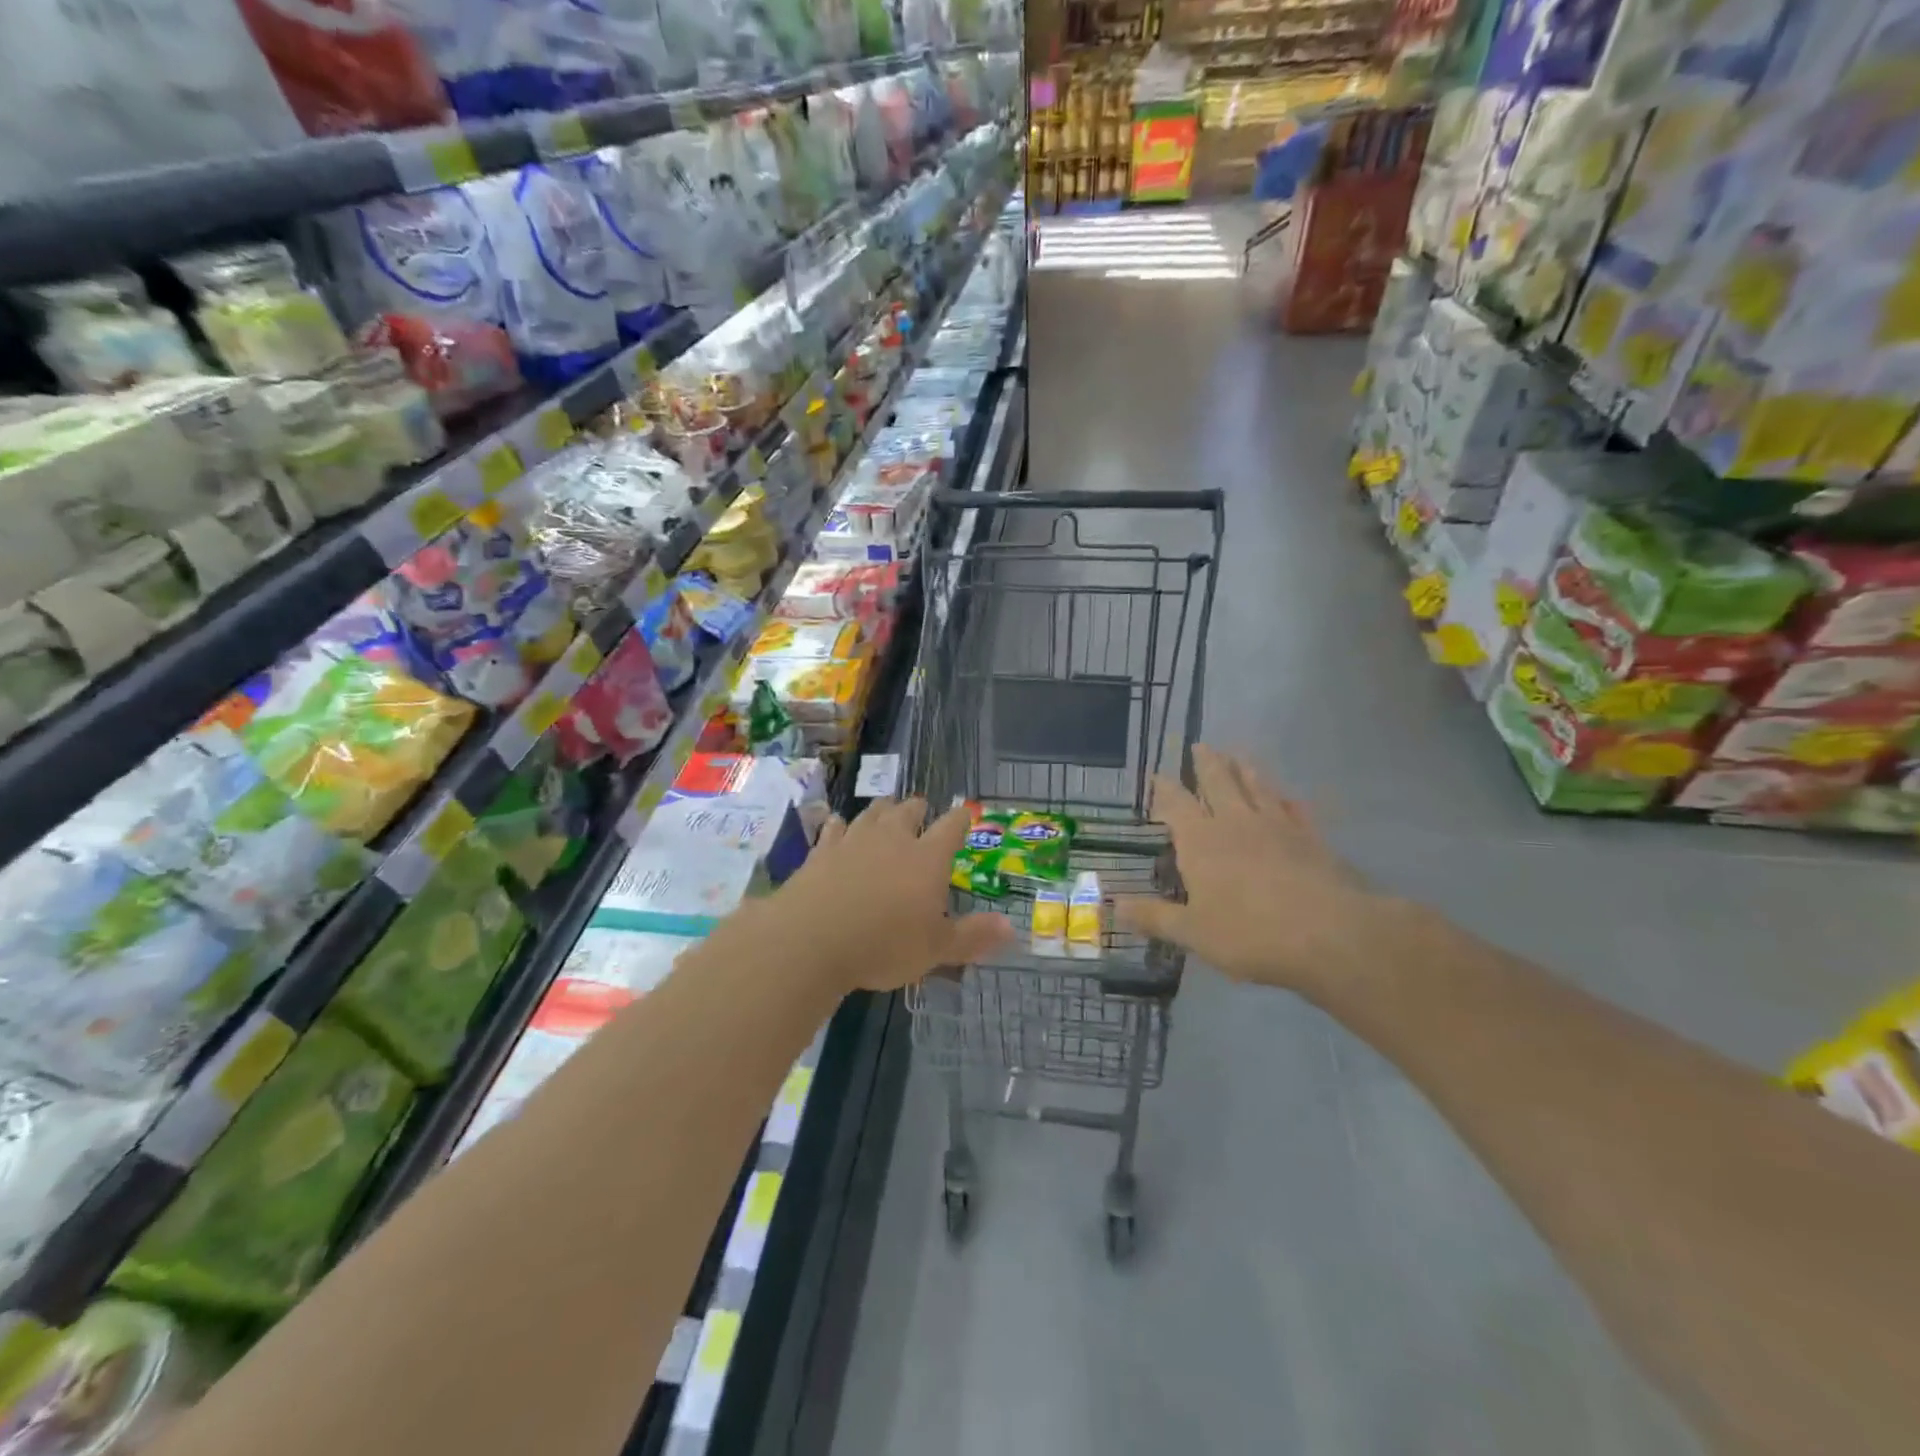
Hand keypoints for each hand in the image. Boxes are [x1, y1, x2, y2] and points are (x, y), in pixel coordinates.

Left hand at [757, 797, 1010, 993]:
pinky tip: (839, 827)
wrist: (811, 939)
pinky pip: (834, 828)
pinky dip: (840, 826)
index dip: (961, 818)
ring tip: (885, 811)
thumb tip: (1011, 928)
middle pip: (908, 810)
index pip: (951, 827)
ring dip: (882, 811)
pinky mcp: (821, 850)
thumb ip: (973, 936)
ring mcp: (853, 840)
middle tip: (920, 811)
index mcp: (927, 858)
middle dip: (917, 809)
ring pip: (872, 813)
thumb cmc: (883, 945)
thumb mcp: (936, 949)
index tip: (965, 814)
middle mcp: (892, 839)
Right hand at [1117, 746, 1381, 995]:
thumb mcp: (1192, 933)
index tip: (1158, 775)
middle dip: (1207, 764)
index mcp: (1201, 841)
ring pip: (1257, 787)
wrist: (1328, 935)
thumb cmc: (1249, 934)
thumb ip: (1155, 917)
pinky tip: (1287, 796)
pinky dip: (1287, 799)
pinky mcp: (1311, 839)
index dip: (1165, 789)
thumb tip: (1114, 906)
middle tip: (1201, 746)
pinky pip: (1295, 809)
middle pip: (1219, 783)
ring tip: (1239, 755)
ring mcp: (1277, 827)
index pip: (1177, 805)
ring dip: (1246, 769)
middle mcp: (1236, 823)